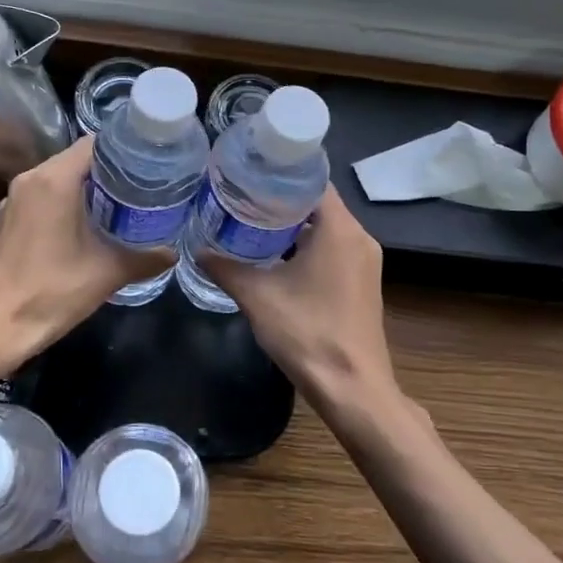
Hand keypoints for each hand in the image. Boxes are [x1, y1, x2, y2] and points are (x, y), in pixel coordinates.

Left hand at [0, 137, 173, 370]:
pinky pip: (43, 197)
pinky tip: (87, 224)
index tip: (149, 164)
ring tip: (120, 203)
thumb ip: (146, 259)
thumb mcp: (108, 273)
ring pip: (58, 178)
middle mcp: (31, 179)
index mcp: (54, 180)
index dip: (124, 150)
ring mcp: (14, 199)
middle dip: (109, 171)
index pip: (94, 144)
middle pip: (76, 160)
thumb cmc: (52, 291)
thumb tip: (173, 253)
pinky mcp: (7, 219)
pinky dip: (65, 202)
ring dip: (86, 188)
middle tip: (142, 185)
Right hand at [202, 187, 396, 413]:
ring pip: (326, 229)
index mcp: (340, 230)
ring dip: (293, 227)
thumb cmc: (308, 333)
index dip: (281, 175)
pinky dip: (307, 247)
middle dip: (281, 200)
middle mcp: (359, 238)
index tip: (249, 173)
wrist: (353, 389)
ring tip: (252, 224)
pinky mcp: (362, 283)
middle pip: (318, 204)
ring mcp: (365, 262)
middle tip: (241, 197)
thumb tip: (198, 250)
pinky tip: (276, 258)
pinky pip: (333, 250)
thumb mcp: (258, 297)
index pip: (313, 181)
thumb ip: (226, 268)